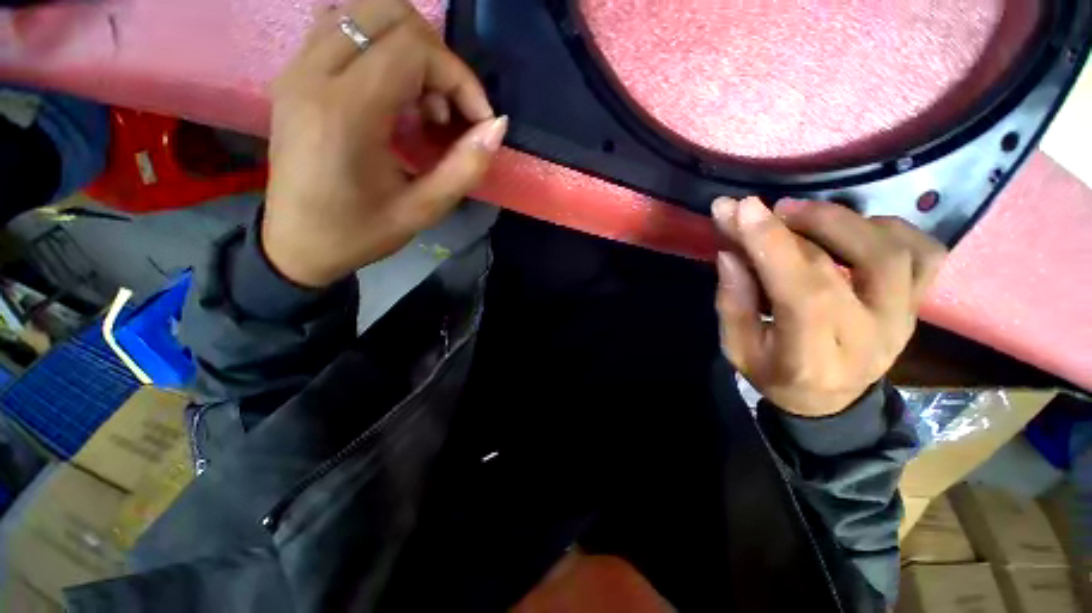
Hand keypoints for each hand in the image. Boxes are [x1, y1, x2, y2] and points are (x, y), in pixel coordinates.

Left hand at [263, 0, 506, 287]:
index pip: (413, 49)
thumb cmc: (360, 233)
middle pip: (389, 12)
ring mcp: (298, 67)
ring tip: (422, 104)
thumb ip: (465, 168)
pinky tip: (394, 94)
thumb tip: (497, 127)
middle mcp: (314, 73)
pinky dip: (383, 49)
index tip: (478, 120)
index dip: (459, 78)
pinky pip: (345, 27)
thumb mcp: (423, 211)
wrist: (297, 243)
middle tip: (448, 108)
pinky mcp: (296, 73)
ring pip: (365, 12)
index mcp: (345, 113)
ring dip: (410, 49)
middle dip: (437, 57)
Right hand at [713, 197, 946, 416]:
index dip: (773, 245)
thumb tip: (732, 252)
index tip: (742, 208)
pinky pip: (924, 253)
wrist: (830, 403)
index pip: (804, 292)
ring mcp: (904, 318)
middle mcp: (872, 337)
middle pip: (856, 264)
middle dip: (806, 223)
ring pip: (895, 251)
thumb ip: (733, 302)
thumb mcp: (737, 349)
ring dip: (845, 219)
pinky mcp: (918, 305)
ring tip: (801, 214)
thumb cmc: (775, 375)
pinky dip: (890, 227)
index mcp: (813, 357)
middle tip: (769, 209)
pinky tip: (852, 229)